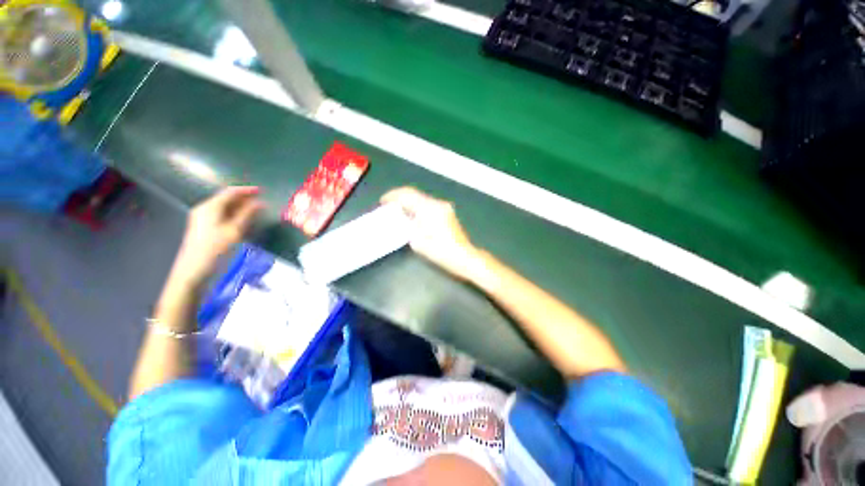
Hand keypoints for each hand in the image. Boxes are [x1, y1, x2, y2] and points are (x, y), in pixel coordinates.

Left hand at [173, 186, 264, 285]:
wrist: (194, 270)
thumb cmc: (215, 249)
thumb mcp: (234, 231)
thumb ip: (247, 214)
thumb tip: (260, 202)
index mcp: (210, 207)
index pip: (230, 192)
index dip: (247, 190)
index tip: (263, 191)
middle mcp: (204, 209)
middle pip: (226, 199)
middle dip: (245, 199)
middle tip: (262, 202)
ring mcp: (202, 219)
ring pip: (225, 208)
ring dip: (241, 208)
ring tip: (257, 211)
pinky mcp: (204, 228)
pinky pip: (222, 216)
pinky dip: (235, 215)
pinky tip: (244, 221)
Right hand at [381, 187, 481, 281]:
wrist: (464, 257)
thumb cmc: (441, 252)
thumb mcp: (418, 242)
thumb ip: (407, 227)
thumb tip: (401, 219)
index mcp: (429, 209)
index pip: (408, 194)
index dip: (393, 196)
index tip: (383, 202)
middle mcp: (437, 204)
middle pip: (415, 194)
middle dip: (400, 198)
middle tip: (388, 207)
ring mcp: (444, 207)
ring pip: (421, 199)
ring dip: (409, 203)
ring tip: (398, 212)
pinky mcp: (447, 212)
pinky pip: (428, 205)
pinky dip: (417, 208)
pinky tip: (412, 217)